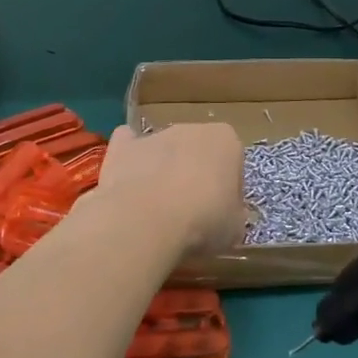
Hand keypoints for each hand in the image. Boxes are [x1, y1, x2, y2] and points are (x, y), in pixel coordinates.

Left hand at [96, 123, 245, 256]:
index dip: (228, 190)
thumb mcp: (236, 228)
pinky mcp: (121, 147)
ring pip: (164, 150)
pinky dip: (129, 160)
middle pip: (197, 152)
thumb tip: (225, 215)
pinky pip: (128, 145)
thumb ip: (233, 213)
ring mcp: (154, 135)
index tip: (221, 214)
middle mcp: (191, 129)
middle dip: (195, 176)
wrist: (146, 222)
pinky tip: (129, 184)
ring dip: (163, 171)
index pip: (233, 163)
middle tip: (190, 214)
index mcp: (225, 141)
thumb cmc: (203, 221)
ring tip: (157, 210)